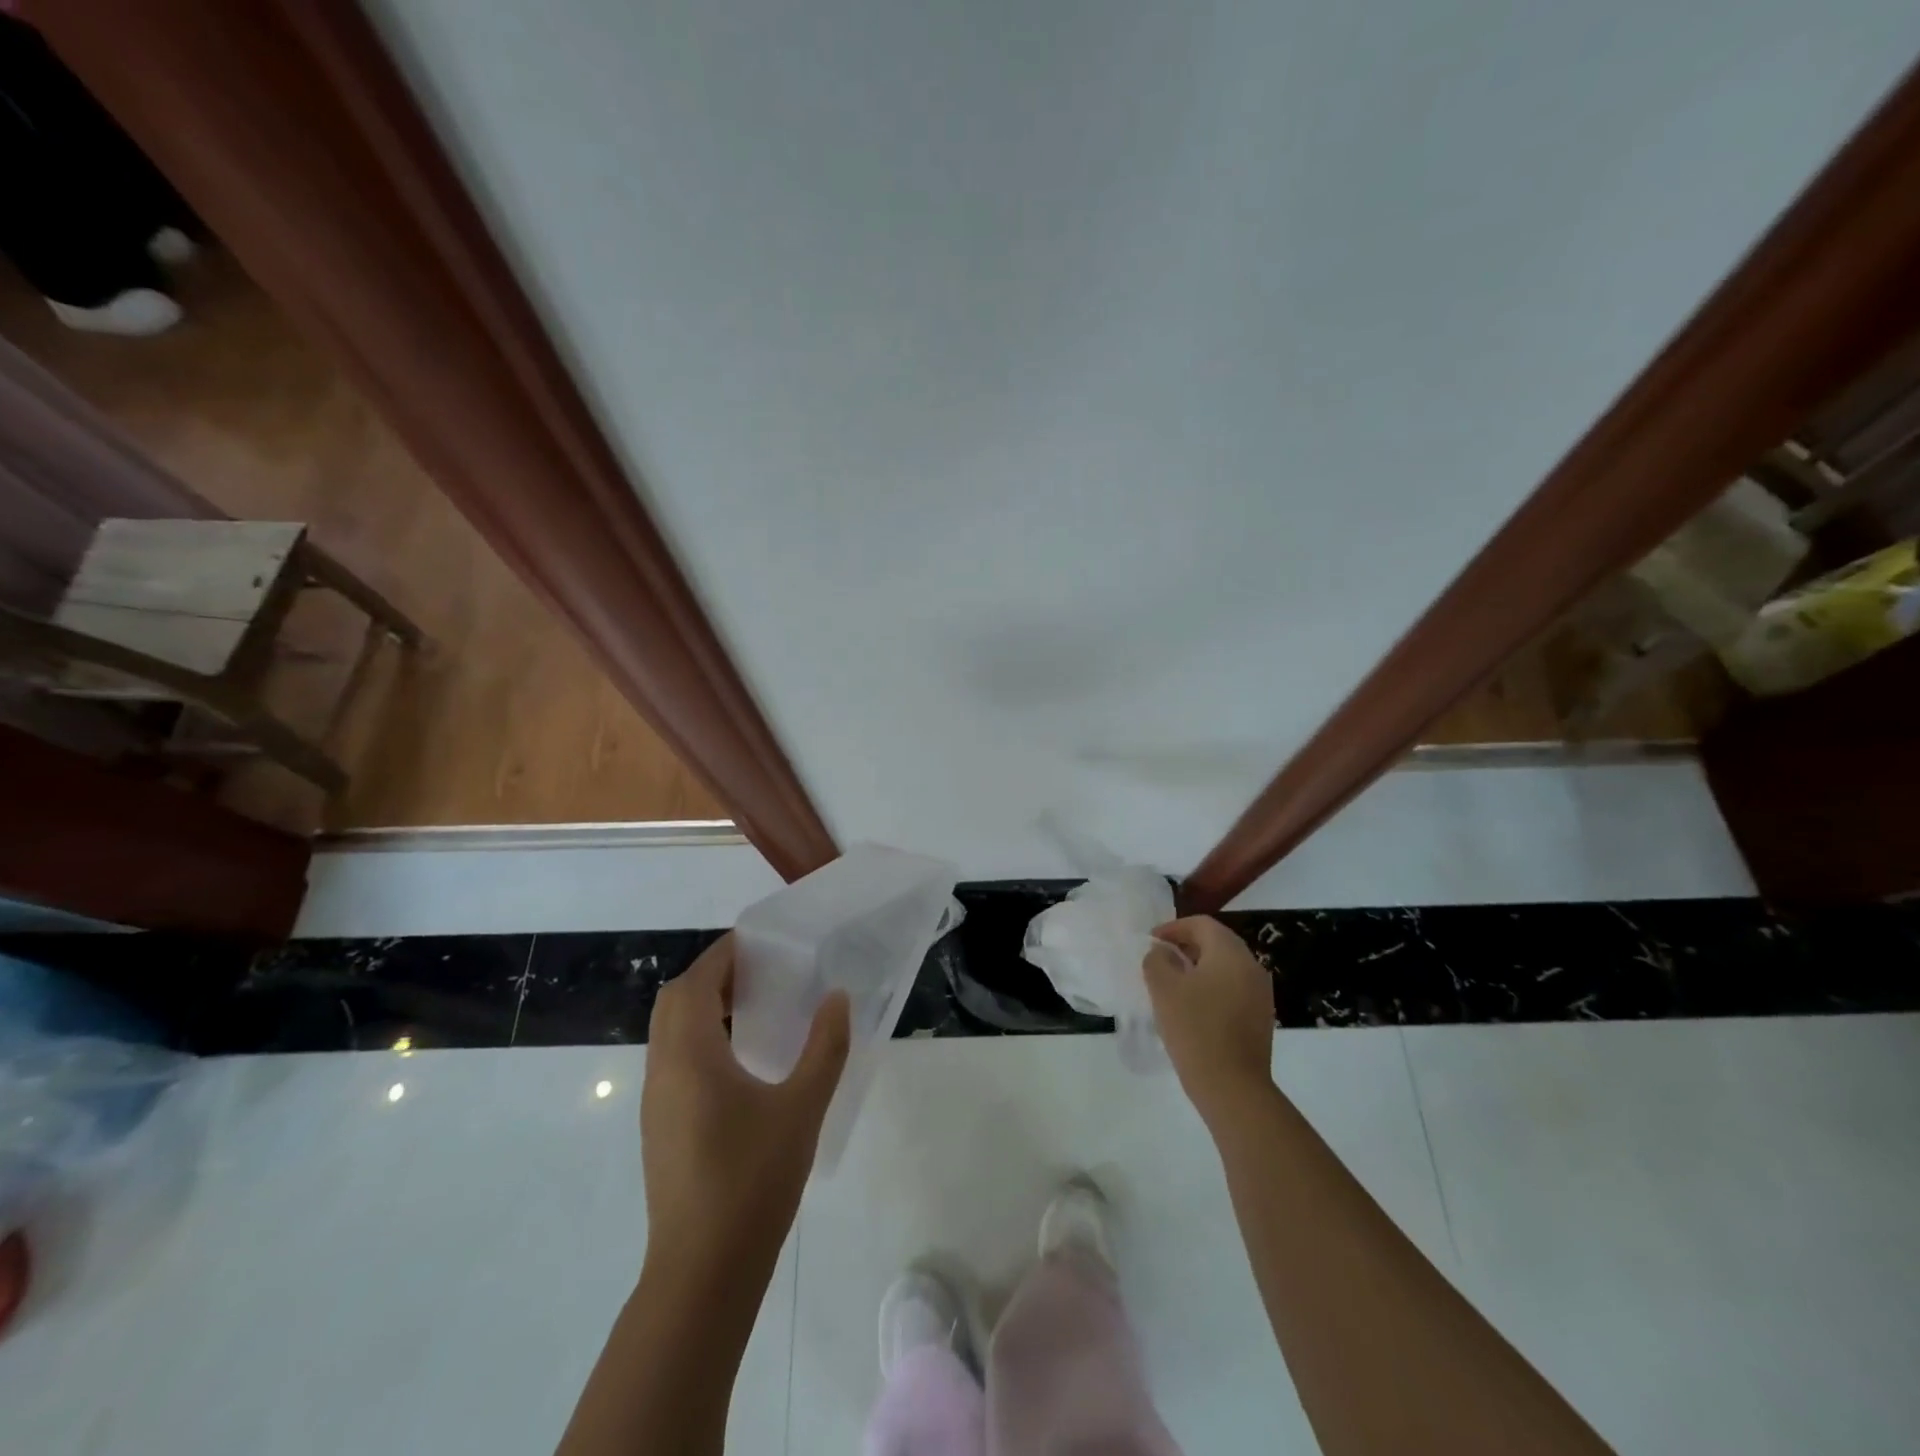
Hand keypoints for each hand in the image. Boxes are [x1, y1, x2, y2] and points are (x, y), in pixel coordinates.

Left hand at [641, 935, 849, 1267]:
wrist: (702, 1273)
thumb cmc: (752, 1180)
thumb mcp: (802, 1107)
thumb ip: (825, 1047)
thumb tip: (837, 998)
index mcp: (690, 1056)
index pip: (695, 983)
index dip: (722, 956)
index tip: (758, 943)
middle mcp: (663, 1071)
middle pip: (674, 1002)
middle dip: (711, 977)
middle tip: (759, 973)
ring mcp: (657, 1103)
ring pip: (669, 1033)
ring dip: (702, 1009)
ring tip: (755, 1009)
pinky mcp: (660, 1129)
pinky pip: (673, 1061)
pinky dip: (699, 1040)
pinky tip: (740, 1062)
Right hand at [1144, 916, 1275, 1128]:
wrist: (1233, 1087)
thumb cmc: (1195, 1029)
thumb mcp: (1164, 989)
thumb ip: (1157, 961)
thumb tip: (1162, 953)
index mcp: (1230, 953)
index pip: (1202, 924)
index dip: (1174, 927)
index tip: (1151, 941)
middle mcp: (1251, 967)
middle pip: (1217, 943)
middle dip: (1186, 945)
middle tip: (1160, 958)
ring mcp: (1260, 994)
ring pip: (1226, 967)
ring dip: (1199, 967)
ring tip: (1173, 983)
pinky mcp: (1260, 1017)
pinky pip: (1233, 989)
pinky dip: (1211, 987)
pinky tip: (1192, 1007)